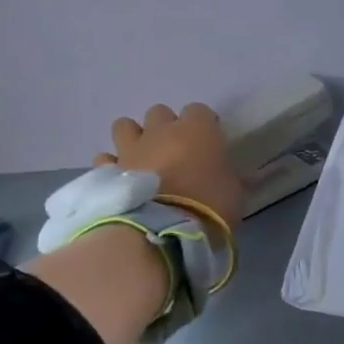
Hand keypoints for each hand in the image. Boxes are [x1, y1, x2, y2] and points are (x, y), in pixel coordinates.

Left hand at [97, 103, 243, 231]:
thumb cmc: (210, 209)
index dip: (204, 126)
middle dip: (165, 129)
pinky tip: (120, 181)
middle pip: (159, 113)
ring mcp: (131, 149)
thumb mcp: (235, 195)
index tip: (209, 145)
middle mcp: (161, 131)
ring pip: (125, 126)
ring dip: (134, 138)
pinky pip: (106, 160)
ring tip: (142, 160)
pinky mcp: (109, 172)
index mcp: (197, 130)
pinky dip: (112, 167)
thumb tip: (238, 178)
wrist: (164, 232)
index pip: (200, 111)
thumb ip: (231, 179)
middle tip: (174, 153)